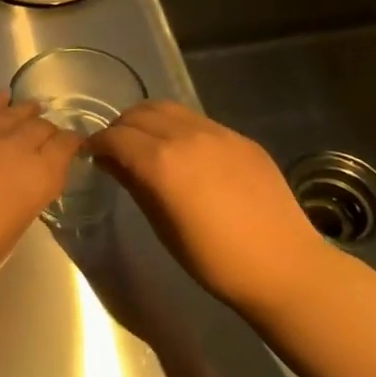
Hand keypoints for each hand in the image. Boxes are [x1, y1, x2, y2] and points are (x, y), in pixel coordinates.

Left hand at [0, 93, 83, 297]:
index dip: (72, 143)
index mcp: (40, 177)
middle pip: (41, 127)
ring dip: (26, 111)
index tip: (73, 144)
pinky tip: (2, 97)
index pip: (65, 147)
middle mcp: (18, 148)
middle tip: (48, 134)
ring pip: (14, 113)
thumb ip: (26, 199)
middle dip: (48, 130)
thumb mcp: (15, 230)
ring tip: (32, 109)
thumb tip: (23, 185)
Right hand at [86, 101, 322, 312]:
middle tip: (116, 150)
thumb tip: (111, 163)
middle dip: (120, 128)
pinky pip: (198, 121)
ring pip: (169, 109)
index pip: (115, 137)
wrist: (284, 267)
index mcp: (161, 162)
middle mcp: (187, 137)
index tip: (91, 156)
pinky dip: (179, 128)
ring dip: (148, 121)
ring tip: (147, 144)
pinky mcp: (242, 139)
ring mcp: (219, 134)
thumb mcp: (162, 225)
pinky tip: (185, 154)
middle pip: (139, 114)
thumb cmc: (213, 259)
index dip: (97, 144)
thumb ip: (134, 184)